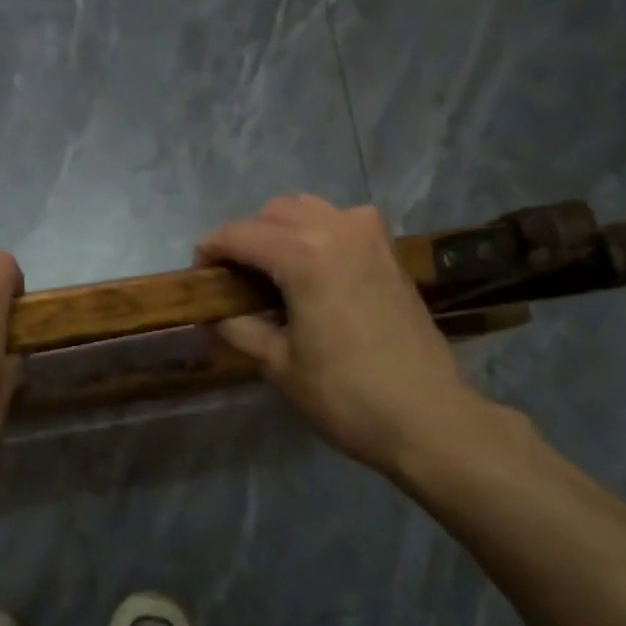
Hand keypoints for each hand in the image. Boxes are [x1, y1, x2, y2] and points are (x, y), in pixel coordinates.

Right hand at [199, 196, 522, 489]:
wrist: (426, 416)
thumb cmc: (345, 395)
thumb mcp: (279, 365)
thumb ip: (240, 329)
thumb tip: (213, 315)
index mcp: (305, 255)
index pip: (241, 235)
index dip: (211, 250)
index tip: (198, 275)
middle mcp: (339, 230)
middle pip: (275, 212)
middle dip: (247, 237)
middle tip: (235, 278)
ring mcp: (371, 237)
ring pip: (311, 208)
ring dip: (283, 229)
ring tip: (272, 271)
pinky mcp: (391, 252)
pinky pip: (344, 222)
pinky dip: (319, 233)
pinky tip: (315, 269)